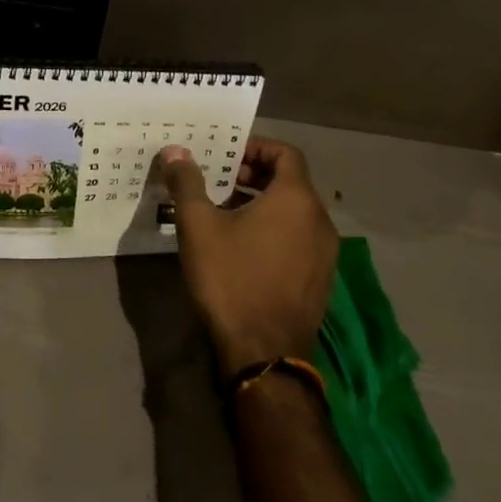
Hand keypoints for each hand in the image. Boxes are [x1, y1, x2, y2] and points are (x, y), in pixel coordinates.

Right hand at [158, 138, 337, 375]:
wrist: (264, 355)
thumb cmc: (231, 279)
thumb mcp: (199, 226)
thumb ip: (187, 183)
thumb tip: (175, 150)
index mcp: (297, 199)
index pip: (286, 152)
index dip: (256, 147)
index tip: (226, 156)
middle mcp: (319, 221)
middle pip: (291, 181)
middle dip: (254, 174)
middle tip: (219, 181)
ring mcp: (325, 253)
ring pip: (294, 212)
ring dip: (262, 203)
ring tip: (224, 213)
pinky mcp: (320, 280)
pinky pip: (299, 238)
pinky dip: (274, 230)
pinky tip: (242, 248)